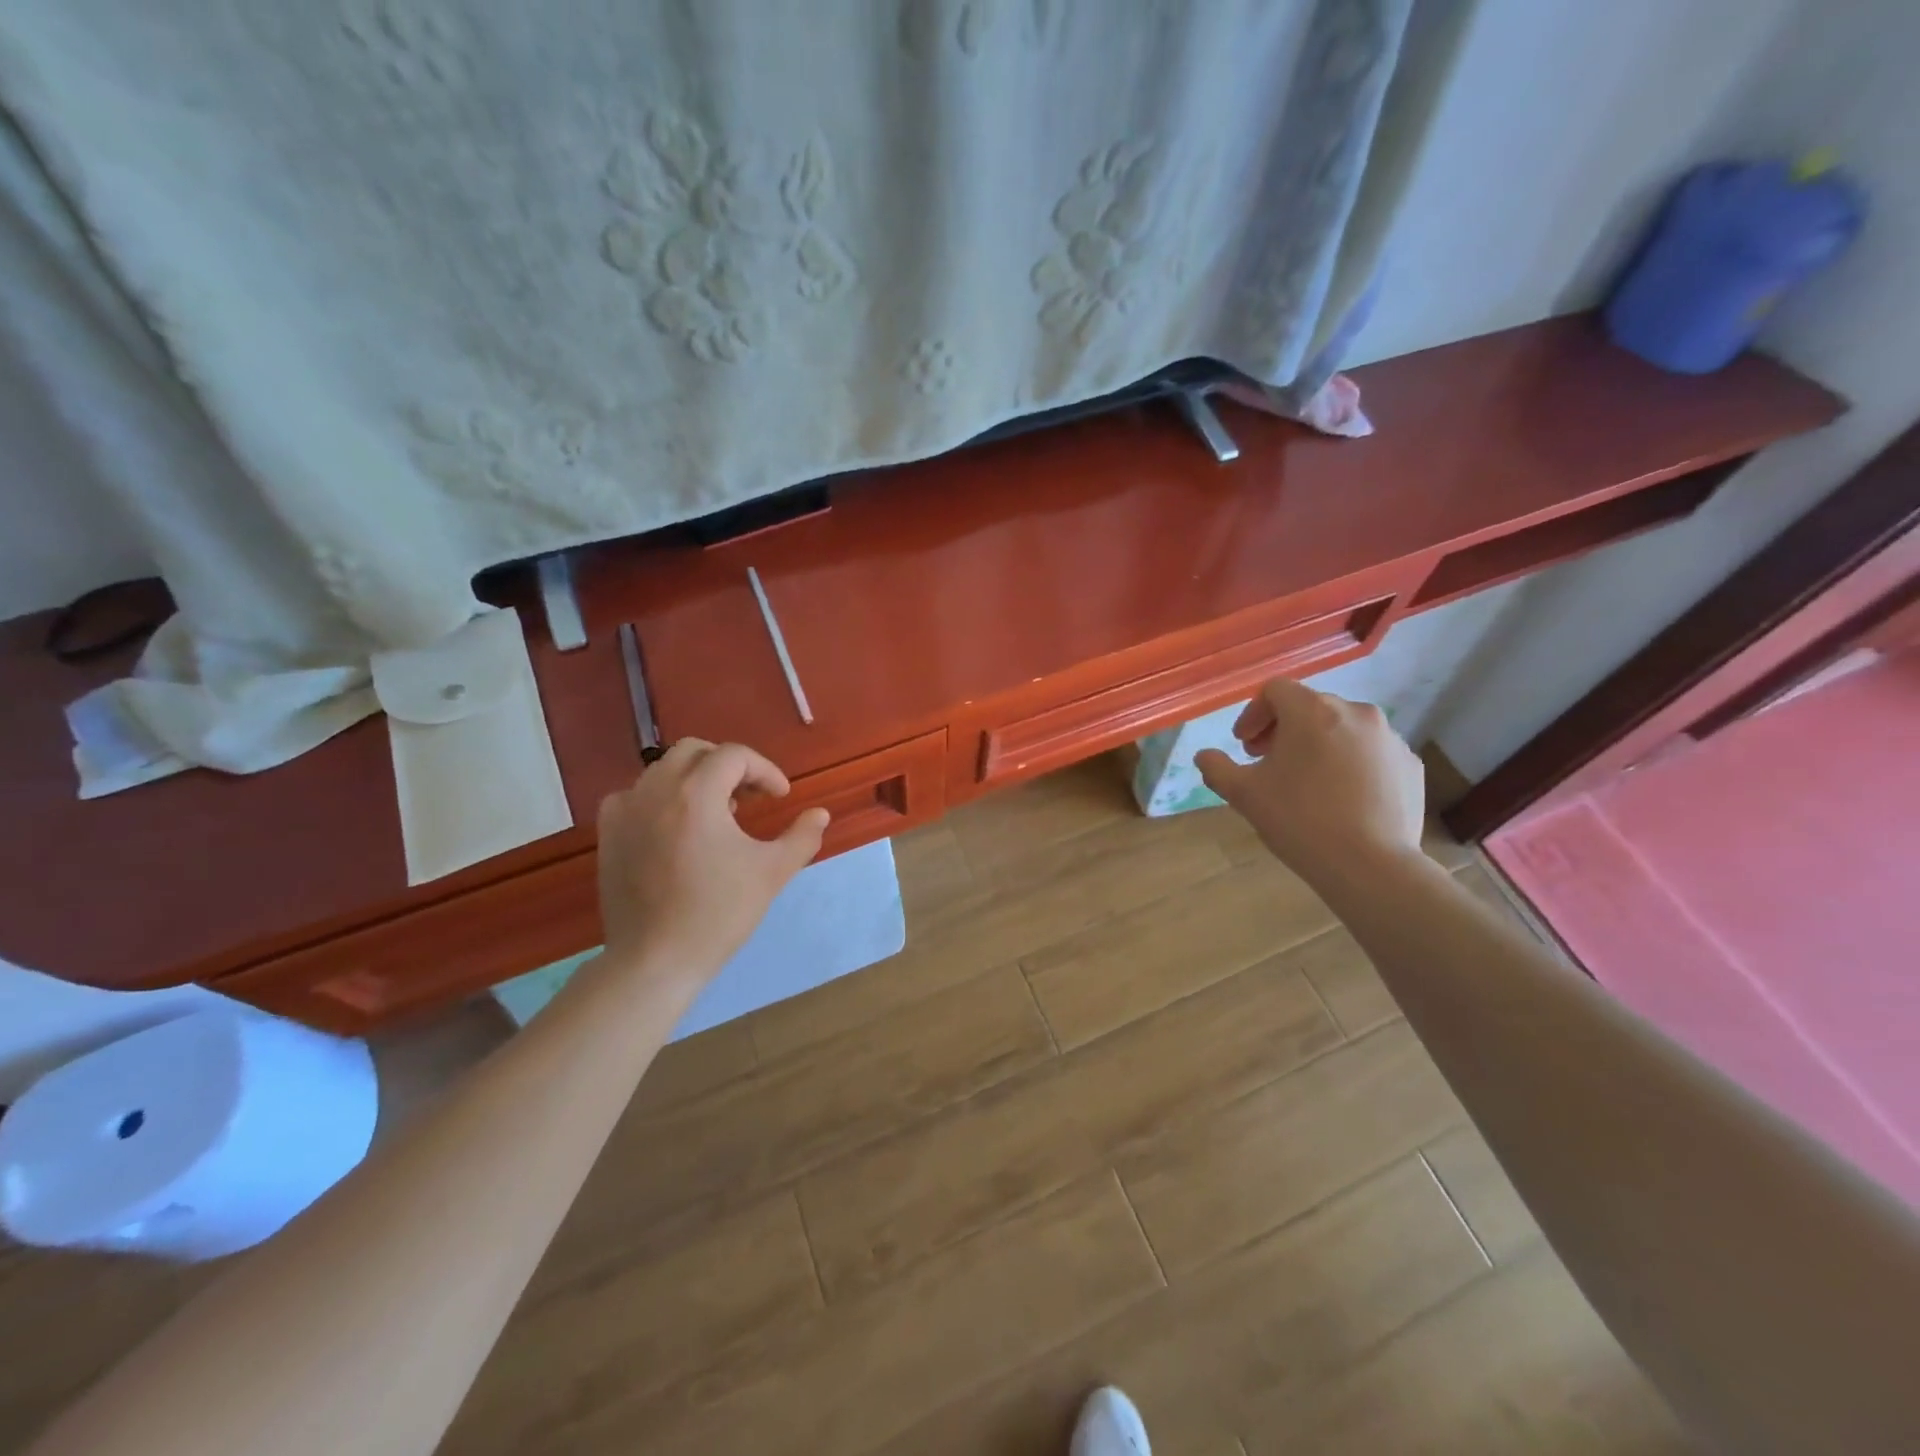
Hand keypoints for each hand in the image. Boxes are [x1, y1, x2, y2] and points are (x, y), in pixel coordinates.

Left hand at [596, 739, 829, 983]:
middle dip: (729, 766)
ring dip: (697, 780)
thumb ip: (802, 837)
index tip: (780, 797)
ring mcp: (625, 810)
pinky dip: (662, 798)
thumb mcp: (772, 873)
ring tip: (718, 815)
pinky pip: (636, 795)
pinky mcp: (608, 833)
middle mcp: (655, 790)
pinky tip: (676, 828)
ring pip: (664, 770)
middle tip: (750, 798)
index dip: (764, 770)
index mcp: (696, 794)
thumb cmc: (718, 913)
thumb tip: (820, 814)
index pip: (734, 756)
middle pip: (695, 752)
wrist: (654, 960)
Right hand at [1194, 679, 1424, 887]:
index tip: (1244, 745)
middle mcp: (1355, 712)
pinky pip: (1371, 753)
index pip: (1275, 690)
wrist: (1371, 866)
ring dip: (1319, 745)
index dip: (1253, 714)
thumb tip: (1205, 757)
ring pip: (1343, 729)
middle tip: (1269, 762)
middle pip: (1310, 707)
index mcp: (1311, 711)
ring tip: (1306, 782)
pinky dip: (1351, 764)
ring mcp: (1388, 738)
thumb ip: (1217, 768)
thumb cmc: (1299, 820)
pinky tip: (1341, 798)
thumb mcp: (1244, 794)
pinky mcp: (1410, 765)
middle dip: (1284, 730)